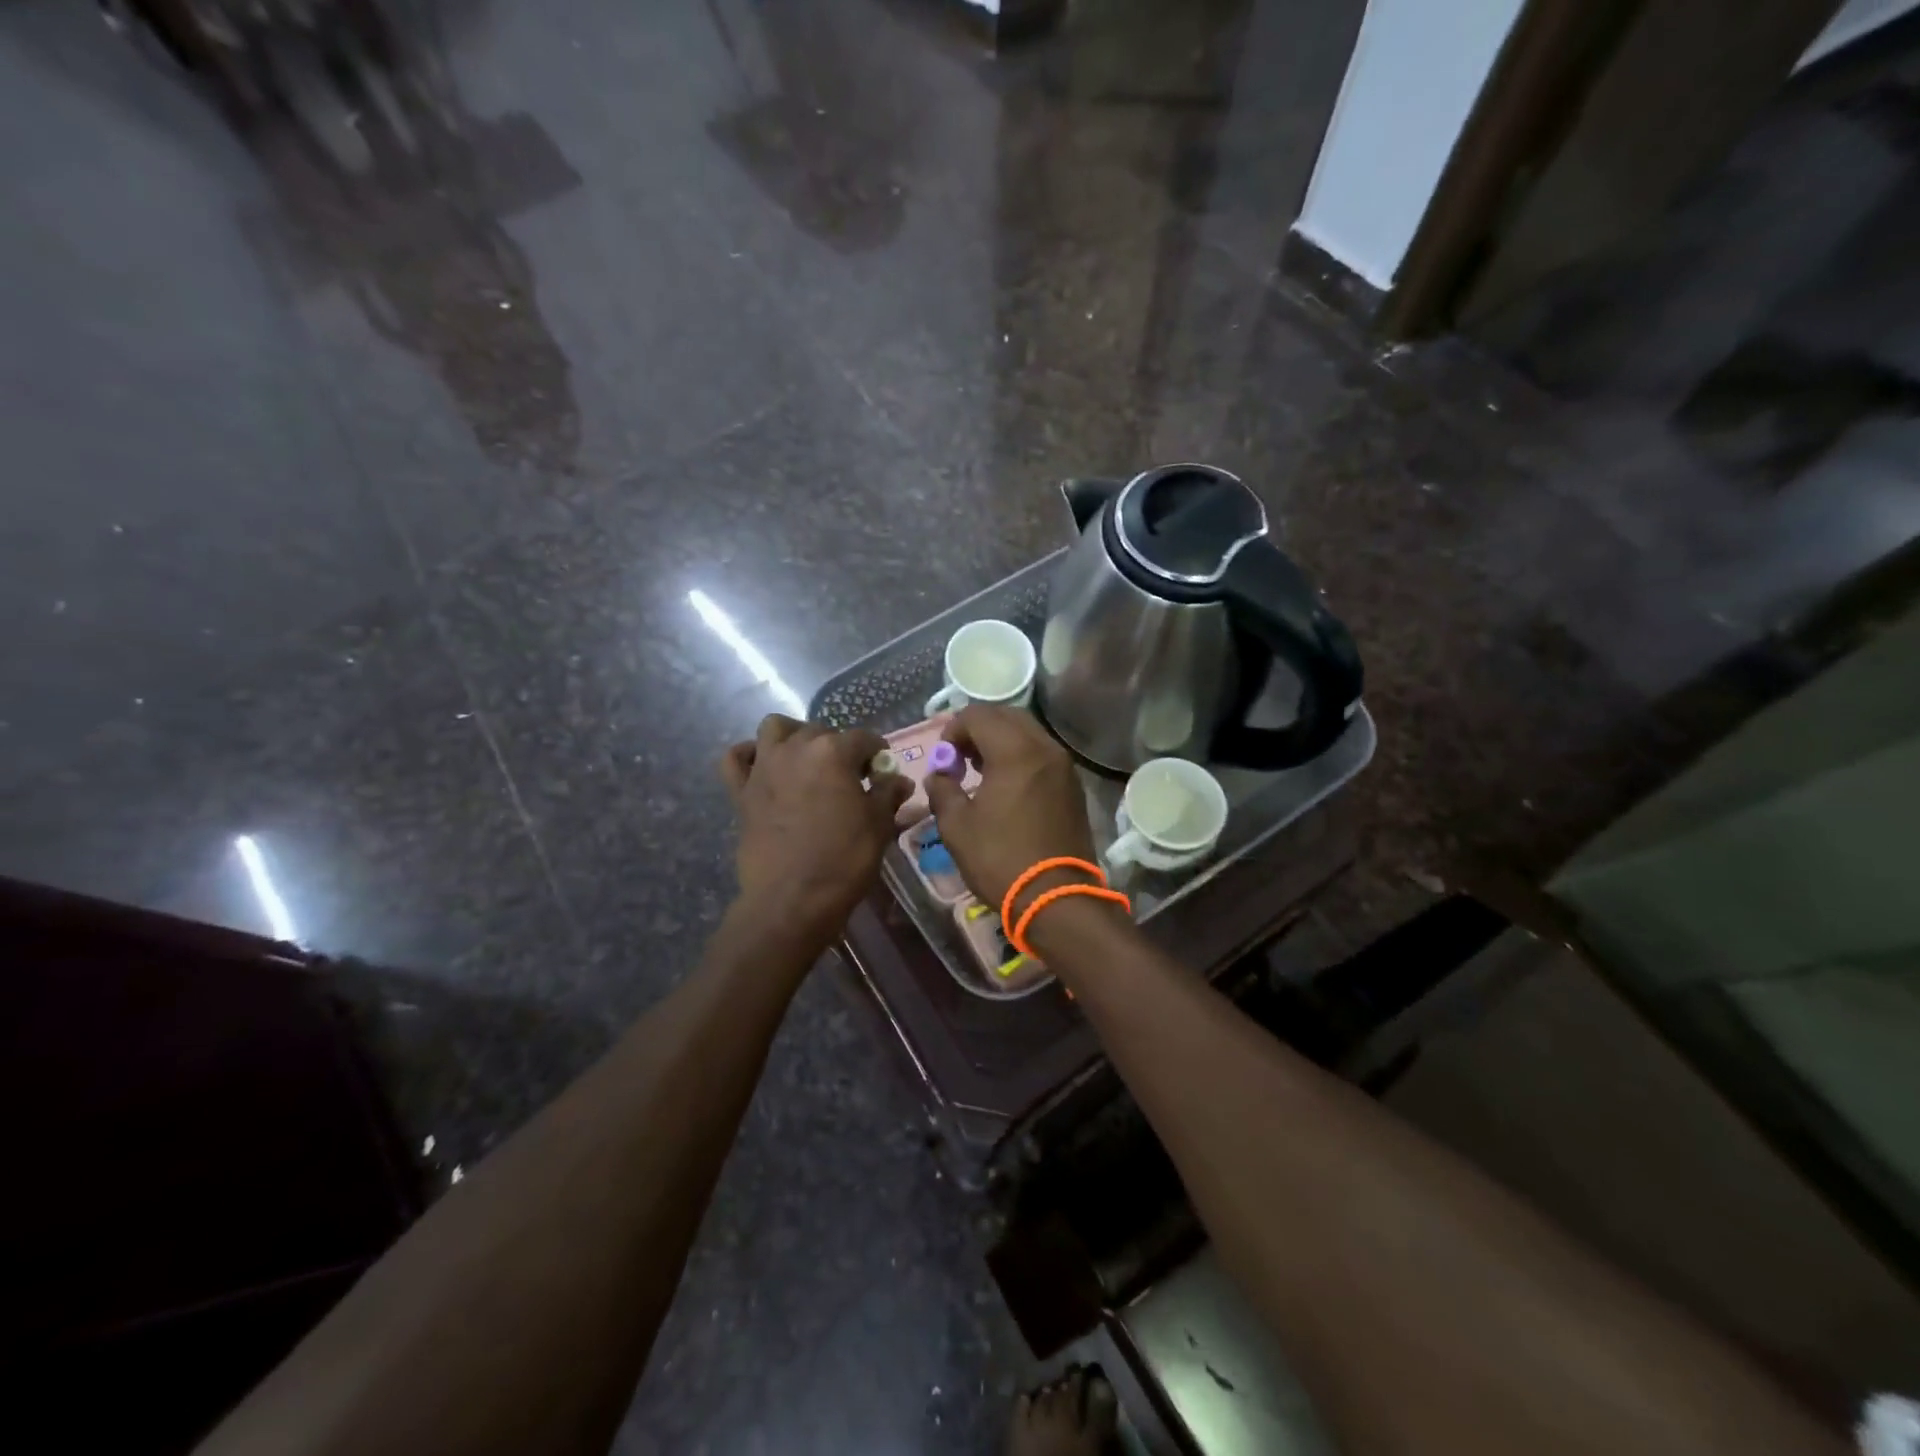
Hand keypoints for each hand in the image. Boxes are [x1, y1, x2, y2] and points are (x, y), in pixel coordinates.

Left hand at [720, 716, 911, 944]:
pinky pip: (736, 758)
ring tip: (807, 761)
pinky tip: (763, 767)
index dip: (878, 754)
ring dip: (793, 736)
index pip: (864, 739)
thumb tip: (898, 779)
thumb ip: (888, 794)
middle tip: (849, 777)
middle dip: (838, 747)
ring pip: (775, 729)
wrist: (792, 899)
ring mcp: (764, 767)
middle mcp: (796, 748)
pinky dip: (748, 756)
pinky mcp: (740, 791)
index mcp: (833, 751)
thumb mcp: (879, 826)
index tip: (882, 773)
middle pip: (821, 732)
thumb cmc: (843, 859)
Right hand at [921, 706, 1097, 907]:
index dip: (953, 730)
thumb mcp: (957, 827)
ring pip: (1028, 733)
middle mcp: (1044, 749)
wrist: (1058, 899)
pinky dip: (1020, 756)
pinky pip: (1042, 754)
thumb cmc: (1001, 859)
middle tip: (960, 758)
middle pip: (1007, 716)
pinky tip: (1006, 786)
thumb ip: (942, 791)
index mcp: (1015, 752)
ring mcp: (1063, 766)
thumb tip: (939, 776)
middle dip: (978, 729)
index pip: (978, 715)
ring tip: (980, 771)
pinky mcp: (1073, 786)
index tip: (943, 758)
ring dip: (1000, 741)